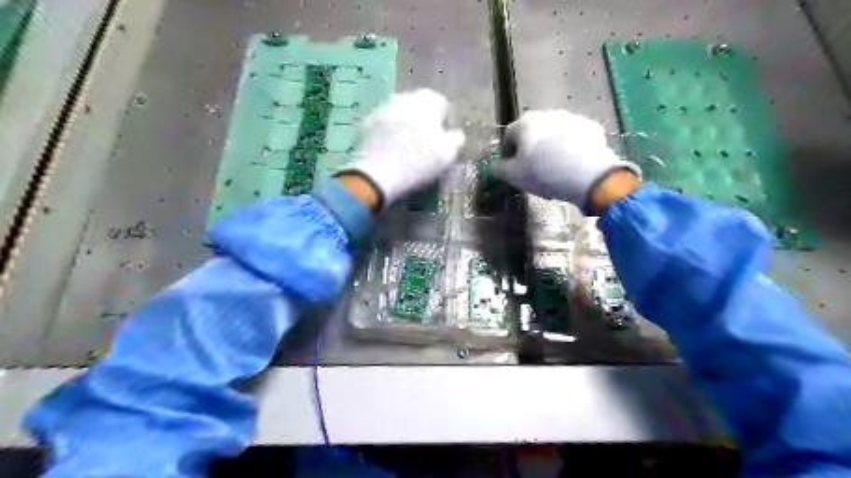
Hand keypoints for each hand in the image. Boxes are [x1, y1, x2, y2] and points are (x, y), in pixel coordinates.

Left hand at [339, 90, 464, 209]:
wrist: (378, 175)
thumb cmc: (418, 163)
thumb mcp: (448, 154)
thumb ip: (456, 139)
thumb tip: (455, 134)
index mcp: (427, 100)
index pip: (442, 103)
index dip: (444, 121)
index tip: (443, 139)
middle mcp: (404, 97)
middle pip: (419, 105)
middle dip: (423, 120)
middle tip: (425, 143)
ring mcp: (382, 108)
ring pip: (399, 112)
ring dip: (405, 124)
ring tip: (406, 146)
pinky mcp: (366, 122)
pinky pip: (383, 124)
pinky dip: (388, 132)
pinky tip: (390, 149)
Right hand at [489, 108, 640, 212]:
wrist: (587, 174)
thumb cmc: (542, 173)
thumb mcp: (512, 176)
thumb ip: (498, 168)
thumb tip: (493, 164)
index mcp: (523, 124)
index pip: (508, 137)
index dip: (508, 154)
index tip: (512, 169)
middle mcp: (546, 114)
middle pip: (532, 133)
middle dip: (531, 149)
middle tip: (534, 170)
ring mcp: (570, 118)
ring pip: (554, 134)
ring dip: (550, 148)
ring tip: (555, 170)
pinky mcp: (590, 127)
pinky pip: (574, 138)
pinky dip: (570, 148)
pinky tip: (572, 166)